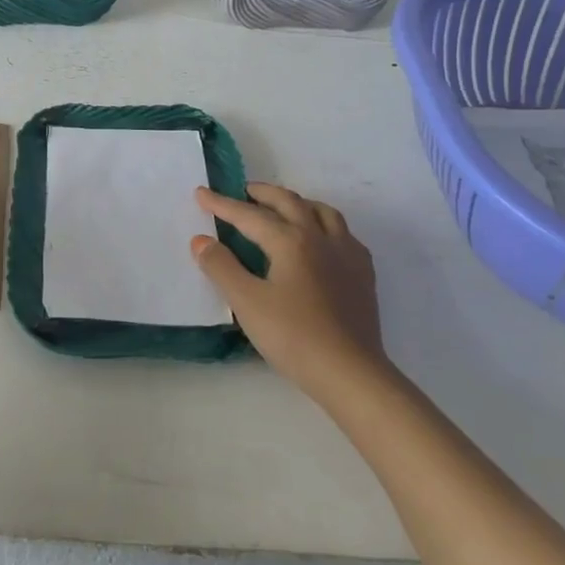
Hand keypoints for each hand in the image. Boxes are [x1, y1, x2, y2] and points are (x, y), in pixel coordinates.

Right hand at [192, 183, 385, 395]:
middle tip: (243, 191)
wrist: (350, 373)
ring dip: (297, 203)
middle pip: (290, 203)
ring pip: (322, 212)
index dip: (222, 204)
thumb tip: (201, 240)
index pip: (250, 216)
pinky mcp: (363, 275)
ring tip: (282, 207)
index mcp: (291, 241)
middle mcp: (321, 238)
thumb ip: (221, 267)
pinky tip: (321, 240)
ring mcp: (347, 255)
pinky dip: (325, 225)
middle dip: (263, 194)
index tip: (201, 193)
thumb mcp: (247, 302)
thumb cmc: (293, 336)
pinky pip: (344, 234)